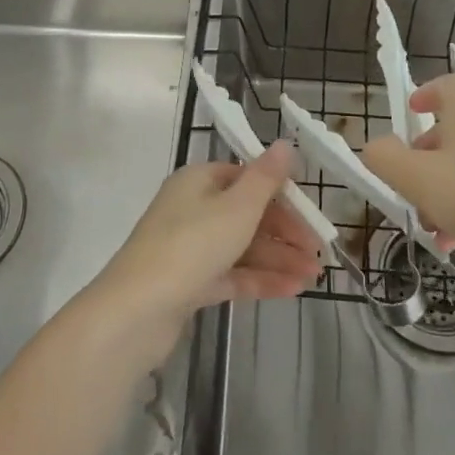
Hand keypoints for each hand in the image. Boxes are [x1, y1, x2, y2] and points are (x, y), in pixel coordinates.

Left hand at [90, 142, 322, 349]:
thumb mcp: (237, 207)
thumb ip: (266, 178)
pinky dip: (260, 279)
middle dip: (285, 233)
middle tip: (318, 255)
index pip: (248, 179)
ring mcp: (188, 247)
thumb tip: (285, 143)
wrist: (136, 311)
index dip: (282, 196)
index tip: (312, 217)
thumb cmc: (191, 246)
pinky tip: (291, 291)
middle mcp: (192, 208)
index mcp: (199, 181)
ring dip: (278, 259)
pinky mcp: (187, 282)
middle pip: (247, 214)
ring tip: (313, 278)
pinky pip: (230, 274)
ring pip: (241, 247)